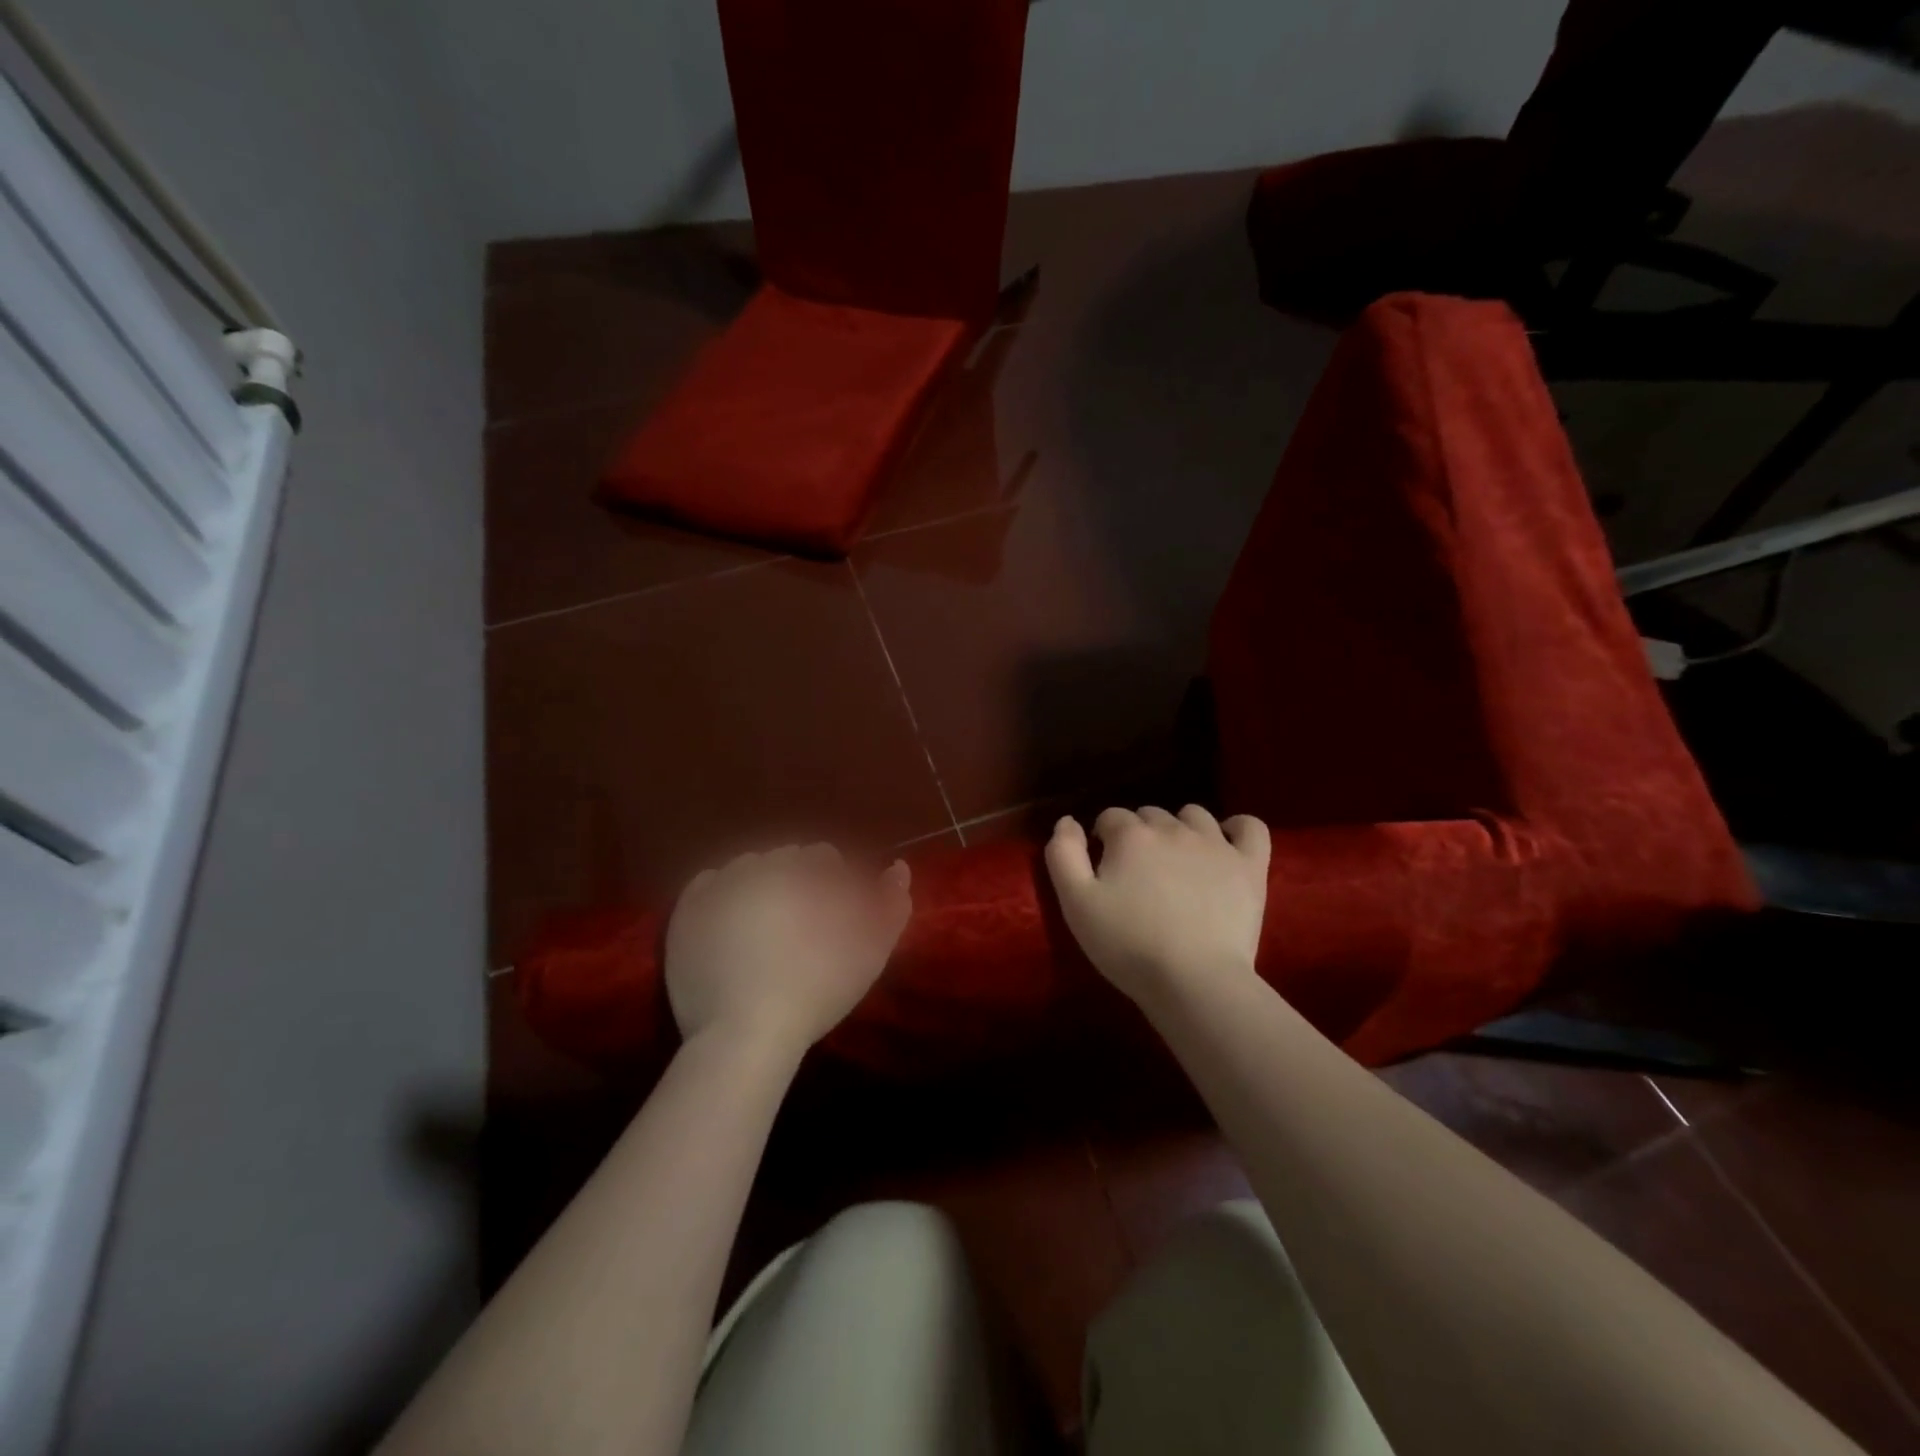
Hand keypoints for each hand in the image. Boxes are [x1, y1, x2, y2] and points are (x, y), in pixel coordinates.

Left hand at [664, 845, 911, 1056]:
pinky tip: (733, 921)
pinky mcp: (686, 912)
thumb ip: (890, 905)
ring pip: (746, 868)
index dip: (831, 882)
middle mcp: (757, 868)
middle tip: (799, 924)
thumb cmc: (816, 992)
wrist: (744, 1038)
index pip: (821, 856)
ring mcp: (717, 888)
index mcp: (801, 872)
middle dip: (795, 881)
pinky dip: (723, 893)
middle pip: (783, 859)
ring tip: (765, 925)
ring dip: (759, 884)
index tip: (830, 915)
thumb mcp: (869, 953)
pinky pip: (709, 883)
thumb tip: (897, 867)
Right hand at [1045, 805, 1270, 1009]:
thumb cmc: (1128, 944)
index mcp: (1130, 835)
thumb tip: (1067, 821)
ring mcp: (1216, 844)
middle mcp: (1173, 828)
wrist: (1194, 980)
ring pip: (1194, 815)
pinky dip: (1238, 827)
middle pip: (1150, 815)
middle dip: (1139, 835)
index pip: (1110, 818)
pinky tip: (1227, 842)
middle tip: (1137, 874)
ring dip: (1180, 828)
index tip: (1104, 868)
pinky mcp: (1250, 865)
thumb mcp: (1075, 903)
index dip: (1103, 839)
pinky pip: (1250, 826)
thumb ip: (1063, 854)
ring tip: (1176, 862)